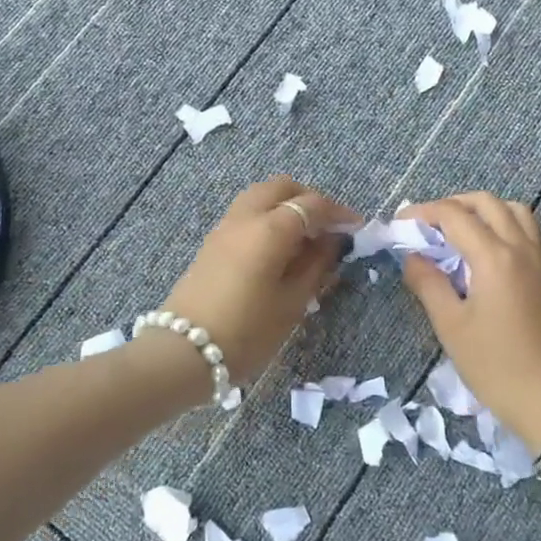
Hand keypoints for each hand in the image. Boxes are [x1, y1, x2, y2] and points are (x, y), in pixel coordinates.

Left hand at [162, 175, 358, 387]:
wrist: (183, 352)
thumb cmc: (247, 332)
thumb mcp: (292, 304)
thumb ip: (316, 266)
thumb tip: (331, 242)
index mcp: (270, 229)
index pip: (312, 204)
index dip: (338, 213)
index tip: (357, 227)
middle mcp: (246, 217)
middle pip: (282, 188)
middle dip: (310, 200)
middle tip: (328, 227)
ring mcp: (224, 227)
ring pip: (260, 196)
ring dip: (286, 206)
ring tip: (304, 239)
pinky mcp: (212, 242)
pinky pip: (246, 213)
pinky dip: (267, 217)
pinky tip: (278, 249)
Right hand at [399, 192, 540, 448]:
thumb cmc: (495, 366)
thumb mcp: (451, 326)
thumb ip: (428, 284)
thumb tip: (412, 257)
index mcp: (494, 258)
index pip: (454, 215)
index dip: (423, 213)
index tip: (400, 225)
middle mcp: (520, 248)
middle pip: (486, 202)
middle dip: (451, 204)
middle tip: (426, 226)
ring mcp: (538, 260)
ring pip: (512, 210)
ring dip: (481, 210)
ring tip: (456, 232)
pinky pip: (525, 230)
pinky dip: (501, 224)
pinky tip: (482, 251)